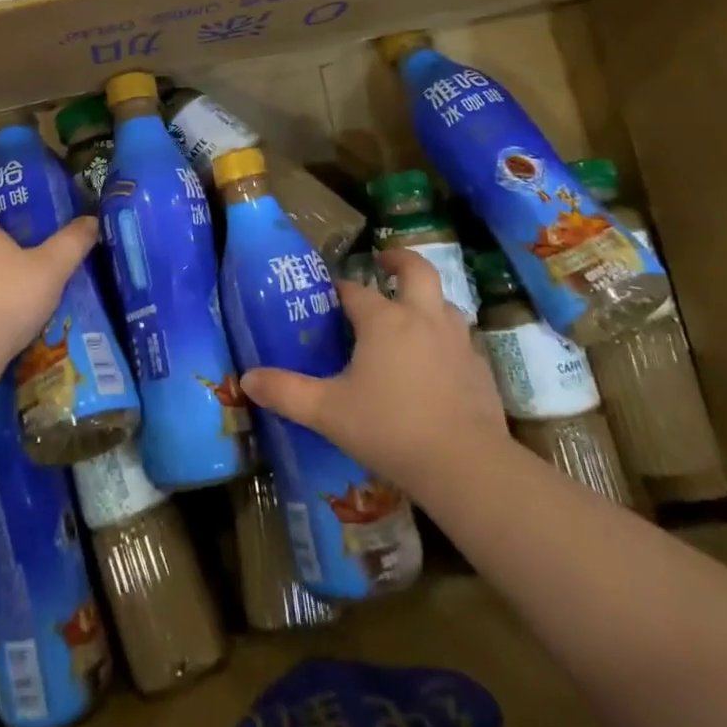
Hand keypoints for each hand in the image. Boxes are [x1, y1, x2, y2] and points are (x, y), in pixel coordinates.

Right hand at [240, 247, 508, 507]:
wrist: (467, 466)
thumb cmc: (390, 429)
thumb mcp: (328, 412)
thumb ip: (286, 392)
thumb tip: (246, 379)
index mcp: (383, 321)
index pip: (355, 291)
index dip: (340, 289)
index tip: (328, 294)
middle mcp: (422, 318)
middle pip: (417, 270)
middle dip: (399, 260)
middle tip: (383, 262)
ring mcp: (457, 341)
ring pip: (444, 303)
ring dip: (426, 300)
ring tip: (410, 314)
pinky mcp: (480, 369)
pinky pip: (460, 340)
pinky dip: (445, 340)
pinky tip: (436, 365)